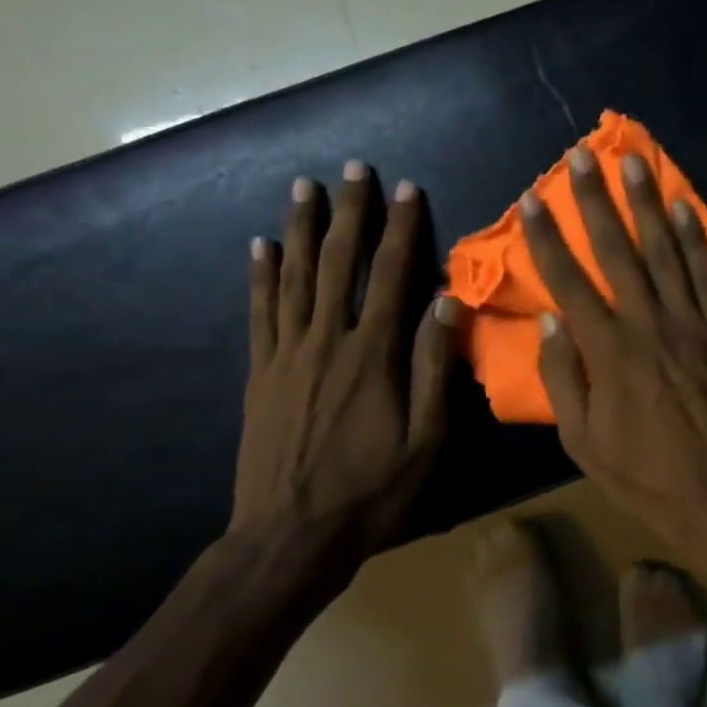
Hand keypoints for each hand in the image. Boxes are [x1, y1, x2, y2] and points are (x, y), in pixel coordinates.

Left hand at [233, 161, 459, 565]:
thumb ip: (435, 368)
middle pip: (338, 263)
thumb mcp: (425, 439)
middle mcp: (327, 341)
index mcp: (372, 355)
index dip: (400, 229)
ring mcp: (287, 355)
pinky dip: (260, 276)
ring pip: (294, 278)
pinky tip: (259, 246)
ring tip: (303, 187)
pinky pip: (260, 313)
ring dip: (301, 228)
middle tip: (352, 168)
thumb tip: (447, 304)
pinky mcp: (260, 373)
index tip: (406, 189)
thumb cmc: (371, 491)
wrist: (289, 538)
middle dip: (348, 212)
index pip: (390, 276)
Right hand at [520, 146, 706, 553]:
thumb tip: (550, 323)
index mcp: (608, 352)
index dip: (547, 239)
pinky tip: (685, 205)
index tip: (531, 200)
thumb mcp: (583, 443)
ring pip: (666, 251)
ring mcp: (693, 323)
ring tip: (633, 162)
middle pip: (617, 252)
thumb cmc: (645, 474)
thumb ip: (562, 380)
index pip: (569, 282)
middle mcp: (648, 324)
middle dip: (595, 201)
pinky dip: (698, 238)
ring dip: (647, 203)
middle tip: (582, 157)